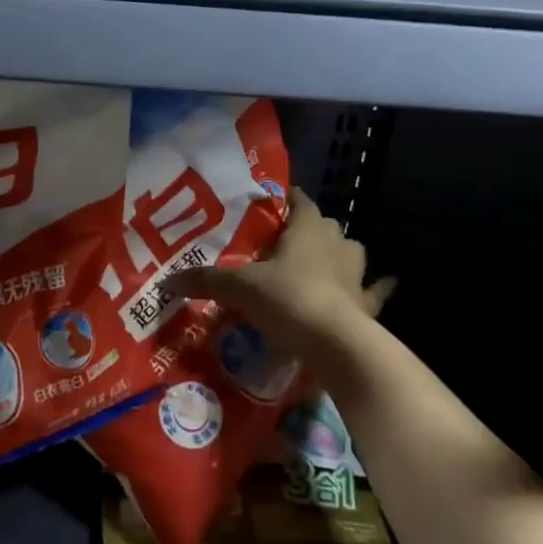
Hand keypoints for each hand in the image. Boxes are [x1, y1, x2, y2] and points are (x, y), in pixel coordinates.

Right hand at [162, 188, 394, 369]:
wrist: (336, 344)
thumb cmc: (287, 299)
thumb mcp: (239, 288)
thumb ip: (205, 280)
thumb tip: (166, 281)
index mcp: (307, 228)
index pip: (299, 201)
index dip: (286, 199)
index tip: (270, 204)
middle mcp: (336, 243)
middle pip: (325, 226)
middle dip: (309, 229)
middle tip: (284, 242)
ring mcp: (357, 274)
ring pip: (351, 252)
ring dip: (339, 255)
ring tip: (320, 264)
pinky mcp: (368, 304)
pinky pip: (375, 291)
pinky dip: (374, 289)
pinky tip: (377, 289)